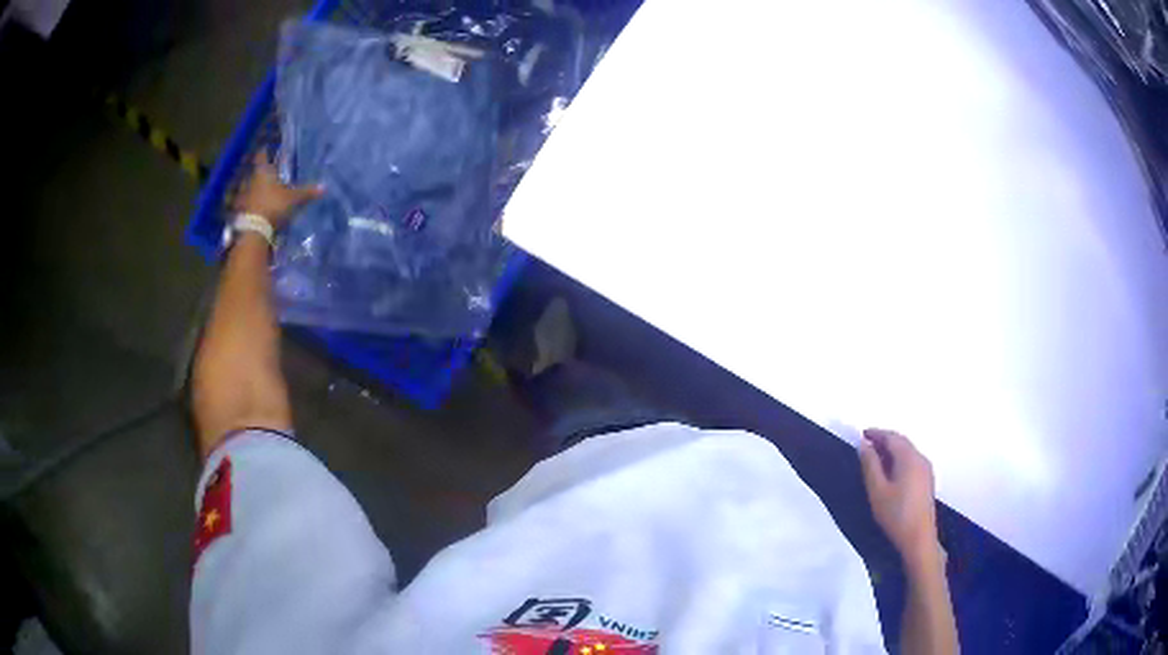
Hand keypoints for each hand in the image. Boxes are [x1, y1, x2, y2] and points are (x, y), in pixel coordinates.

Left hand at [233, 151, 323, 228]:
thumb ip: (307, 192)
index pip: (262, 155)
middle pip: (254, 172)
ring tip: (260, 193)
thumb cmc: (273, 206)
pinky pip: (245, 204)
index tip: (266, 148)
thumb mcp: (293, 199)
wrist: (254, 231)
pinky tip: (254, 209)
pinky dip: (249, 204)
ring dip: (253, 189)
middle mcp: (250, 180)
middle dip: (259, 173)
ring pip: (248, 188)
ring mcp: (243, 196)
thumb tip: (324, 186)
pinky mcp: (239, 211)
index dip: (264, 151)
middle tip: (267, 174)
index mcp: (263, 171)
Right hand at [859, 428, 940, 563]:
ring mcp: (926, 469)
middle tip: (866, 445)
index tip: (861, 434)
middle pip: (902, 442)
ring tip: (875, 458)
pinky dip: (899, 459)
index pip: (892, 437)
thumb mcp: (877, 490)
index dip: (876, 433)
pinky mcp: (927, 480)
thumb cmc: (896, 514)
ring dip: (892, 450)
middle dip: (884, 440)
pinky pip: (912, 461)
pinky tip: (890, 472)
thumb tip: (864, 445)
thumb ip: (870, 465)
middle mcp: (920, 458)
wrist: (918, 538)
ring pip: (907, 451)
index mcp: (909, 457)